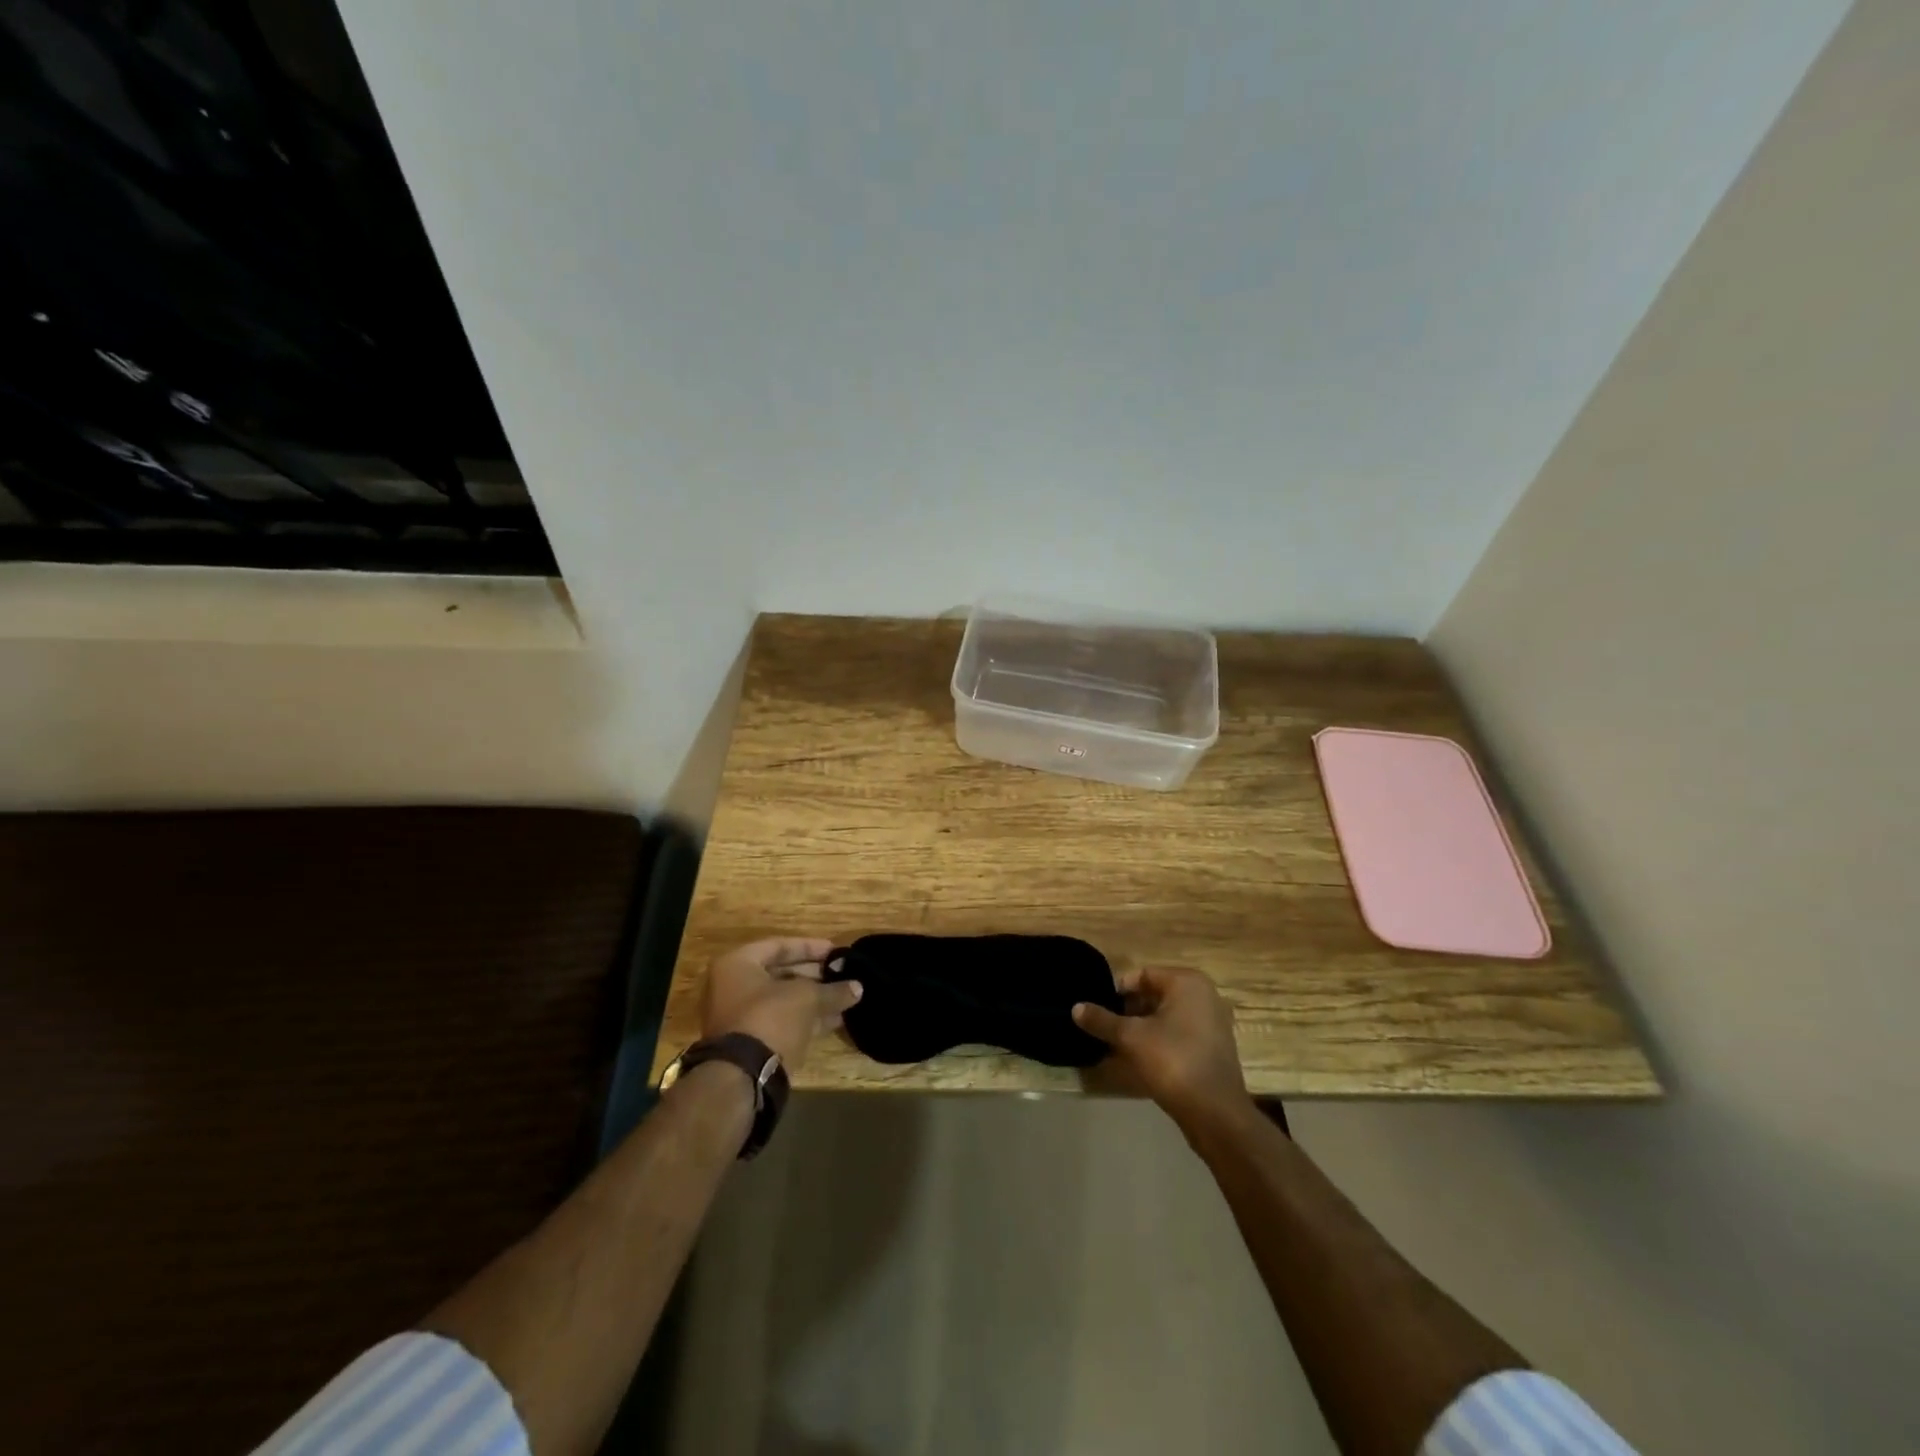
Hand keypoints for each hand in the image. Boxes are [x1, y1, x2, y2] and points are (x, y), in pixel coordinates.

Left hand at [701, 938, 861, 1073]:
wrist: (742, 1077)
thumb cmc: (769, 1018)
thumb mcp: (806, 998)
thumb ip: (832, 990)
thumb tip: (857, 988)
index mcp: (737, 965)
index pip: (779, 946)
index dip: (811, 947)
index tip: (837, 951)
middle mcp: (732, 987)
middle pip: (780, 973)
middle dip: (815, 975)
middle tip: (842, 975)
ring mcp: (739, 1017)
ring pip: (782, 1000)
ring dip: (813, 999)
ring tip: (845, 997)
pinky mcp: (749, 1043)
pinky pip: (781, 1022)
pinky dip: (805, 1019)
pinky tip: (835, 1020)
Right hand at [1073, 965, 1248, 1131]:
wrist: (1215, 1113)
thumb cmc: (1173, 1061)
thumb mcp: (1131, 1038)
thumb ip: (1102, 1020)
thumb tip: (1075, 1008)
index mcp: (1187, 982)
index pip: (1143, 975)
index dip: (1118, 990)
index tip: (1099, 1009)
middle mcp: (1204, 996)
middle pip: (1155, 995)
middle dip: (1129, 1011)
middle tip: (1106, 1027)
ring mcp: (1212, 1023)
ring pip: (1166, 1017)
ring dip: (1142, 1028)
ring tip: (1117, 1045)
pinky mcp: (1213, 1048)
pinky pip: (1179, 1035)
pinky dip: (1159, 1042)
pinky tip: (1140, 1060)